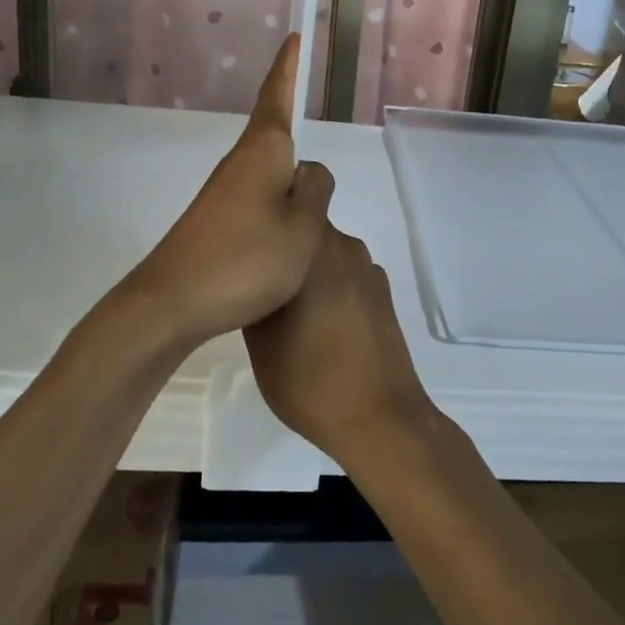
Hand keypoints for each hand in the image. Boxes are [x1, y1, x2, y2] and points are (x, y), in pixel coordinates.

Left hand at [128, 35, 334, 347]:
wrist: (171, 303)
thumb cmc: (246, 259)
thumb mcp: (303, 227)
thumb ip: (316, 191)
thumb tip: (310, 170)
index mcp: (263, 153)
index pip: (277, 97)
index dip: (288, 68)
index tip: (294, 38)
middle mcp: (239, 164)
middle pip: (274, 136)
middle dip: (294, 129)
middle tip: (314, 140)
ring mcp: (223, 193)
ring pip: (268, 172)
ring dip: (288, 179)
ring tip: (309, 207)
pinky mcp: (214, 221)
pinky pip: (257, 199)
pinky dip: (277, 206)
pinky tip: (285, 236)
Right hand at [244, 226, 437, 466]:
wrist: (378, 417)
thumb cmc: (309, 376)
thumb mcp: (259, 337)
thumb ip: (255, 291)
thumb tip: (253, 271)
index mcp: (316, 247)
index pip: (285, 207)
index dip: (262, 224)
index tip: (241, 245)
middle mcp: (346, 247)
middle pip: (305, 233)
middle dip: (282, 250)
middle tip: (254, 279)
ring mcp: (368, 271)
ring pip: (325, 258)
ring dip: (305, 273)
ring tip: (283, 308)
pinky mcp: (383, 296)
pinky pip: (345, 278)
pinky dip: (329, 291)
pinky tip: (317, 325)